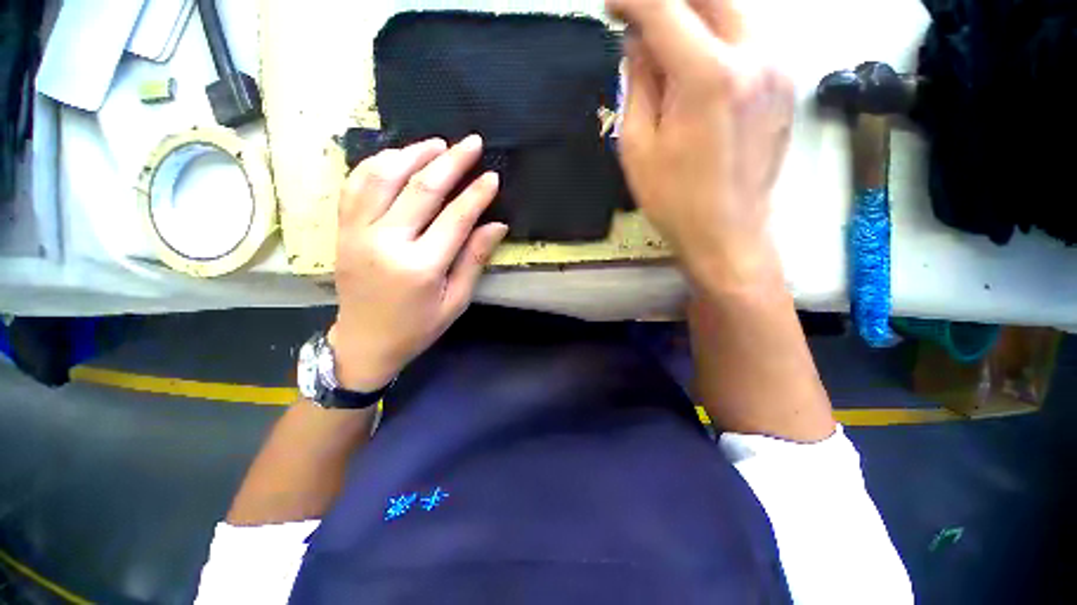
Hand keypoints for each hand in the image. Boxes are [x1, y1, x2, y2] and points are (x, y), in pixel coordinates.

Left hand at [329, 135, 507, 391]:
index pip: (455, 218)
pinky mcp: (342, 230)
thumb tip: (496, 225)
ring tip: (437, 144)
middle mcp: (386, 243)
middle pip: (421, 189)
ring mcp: (358, 233)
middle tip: (472, 143)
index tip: (492, 176)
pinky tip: (398, 156)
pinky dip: (377, 163)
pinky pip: (355, 185)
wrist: (363, 342)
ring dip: (413, 153)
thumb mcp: (455, 301)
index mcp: (421, 267)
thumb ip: (473, 260)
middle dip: (451, 161)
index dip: (477, 194)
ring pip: (383, 177)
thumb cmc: (417, 327)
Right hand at [608, 0, 794, 293]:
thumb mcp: (637, 148)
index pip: (666, 8)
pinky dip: (716, 37)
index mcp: (709, 77)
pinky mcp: (785, 81)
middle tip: (637, 19)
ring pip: (731, 11)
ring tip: (663, 51)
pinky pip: (747, 37)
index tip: (611, 5)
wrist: (728, 233)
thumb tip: (638, 42)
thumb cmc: (674, 200)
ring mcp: (778, 66)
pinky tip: (695, 67)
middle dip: (667, 2)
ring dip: (693, 18)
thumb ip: (638, 84)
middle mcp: (754, 56)